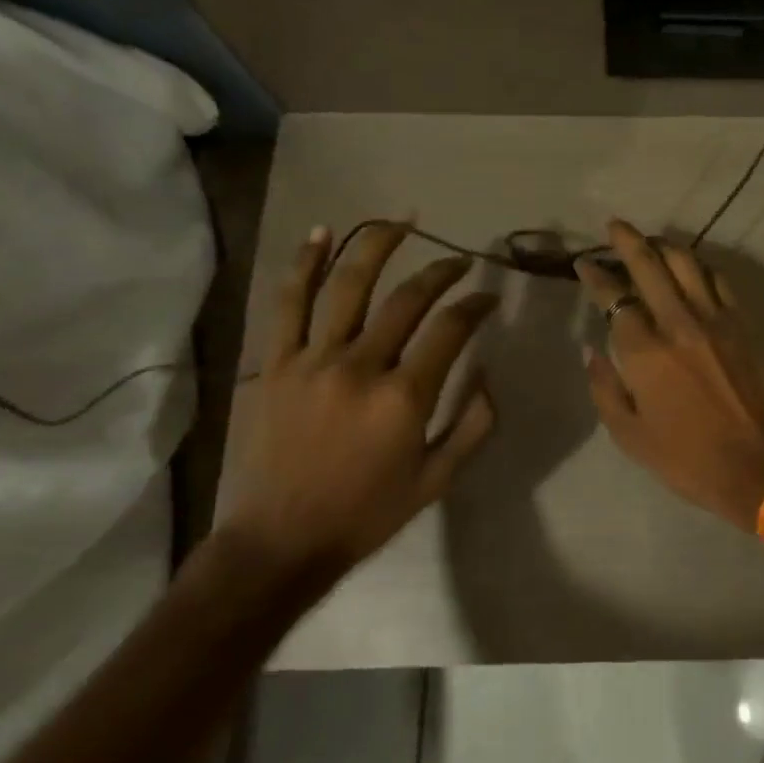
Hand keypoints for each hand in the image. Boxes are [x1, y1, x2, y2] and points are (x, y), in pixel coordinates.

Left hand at [227, 222, 497, 585]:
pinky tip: (321, 232)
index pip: (451, 329)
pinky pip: (288, 303)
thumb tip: (488, 373)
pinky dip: (303, 264)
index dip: (475, 305)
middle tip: (458, 260)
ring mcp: (312, 360)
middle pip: (407, 299)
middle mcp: (361, 367)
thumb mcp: (438, 479)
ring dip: (377, 245)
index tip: (487, 296)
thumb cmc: (367, 512)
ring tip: (401, 221)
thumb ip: (474, 424)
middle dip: (440, 271)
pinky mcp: (275, 363)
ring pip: (348, 286)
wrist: (280, 541)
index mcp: (404, 398)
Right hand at [575, 220, 763, 531]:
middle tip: (615, 226)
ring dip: (665, 246)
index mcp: (645, 352)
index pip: (614, 298)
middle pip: (650, 266)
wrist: (761, 466)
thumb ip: (605, 387)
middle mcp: (678, 323)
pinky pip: (718, 281)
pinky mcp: (742, 324)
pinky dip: (700, 267)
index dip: (596, 276)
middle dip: (628, 241)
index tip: (584, 263)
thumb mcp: (630, 436)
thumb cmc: (688, 459)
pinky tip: (692, 266)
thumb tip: (591, 348)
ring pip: (687, 264)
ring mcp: (715, 319)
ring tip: (651, 240)